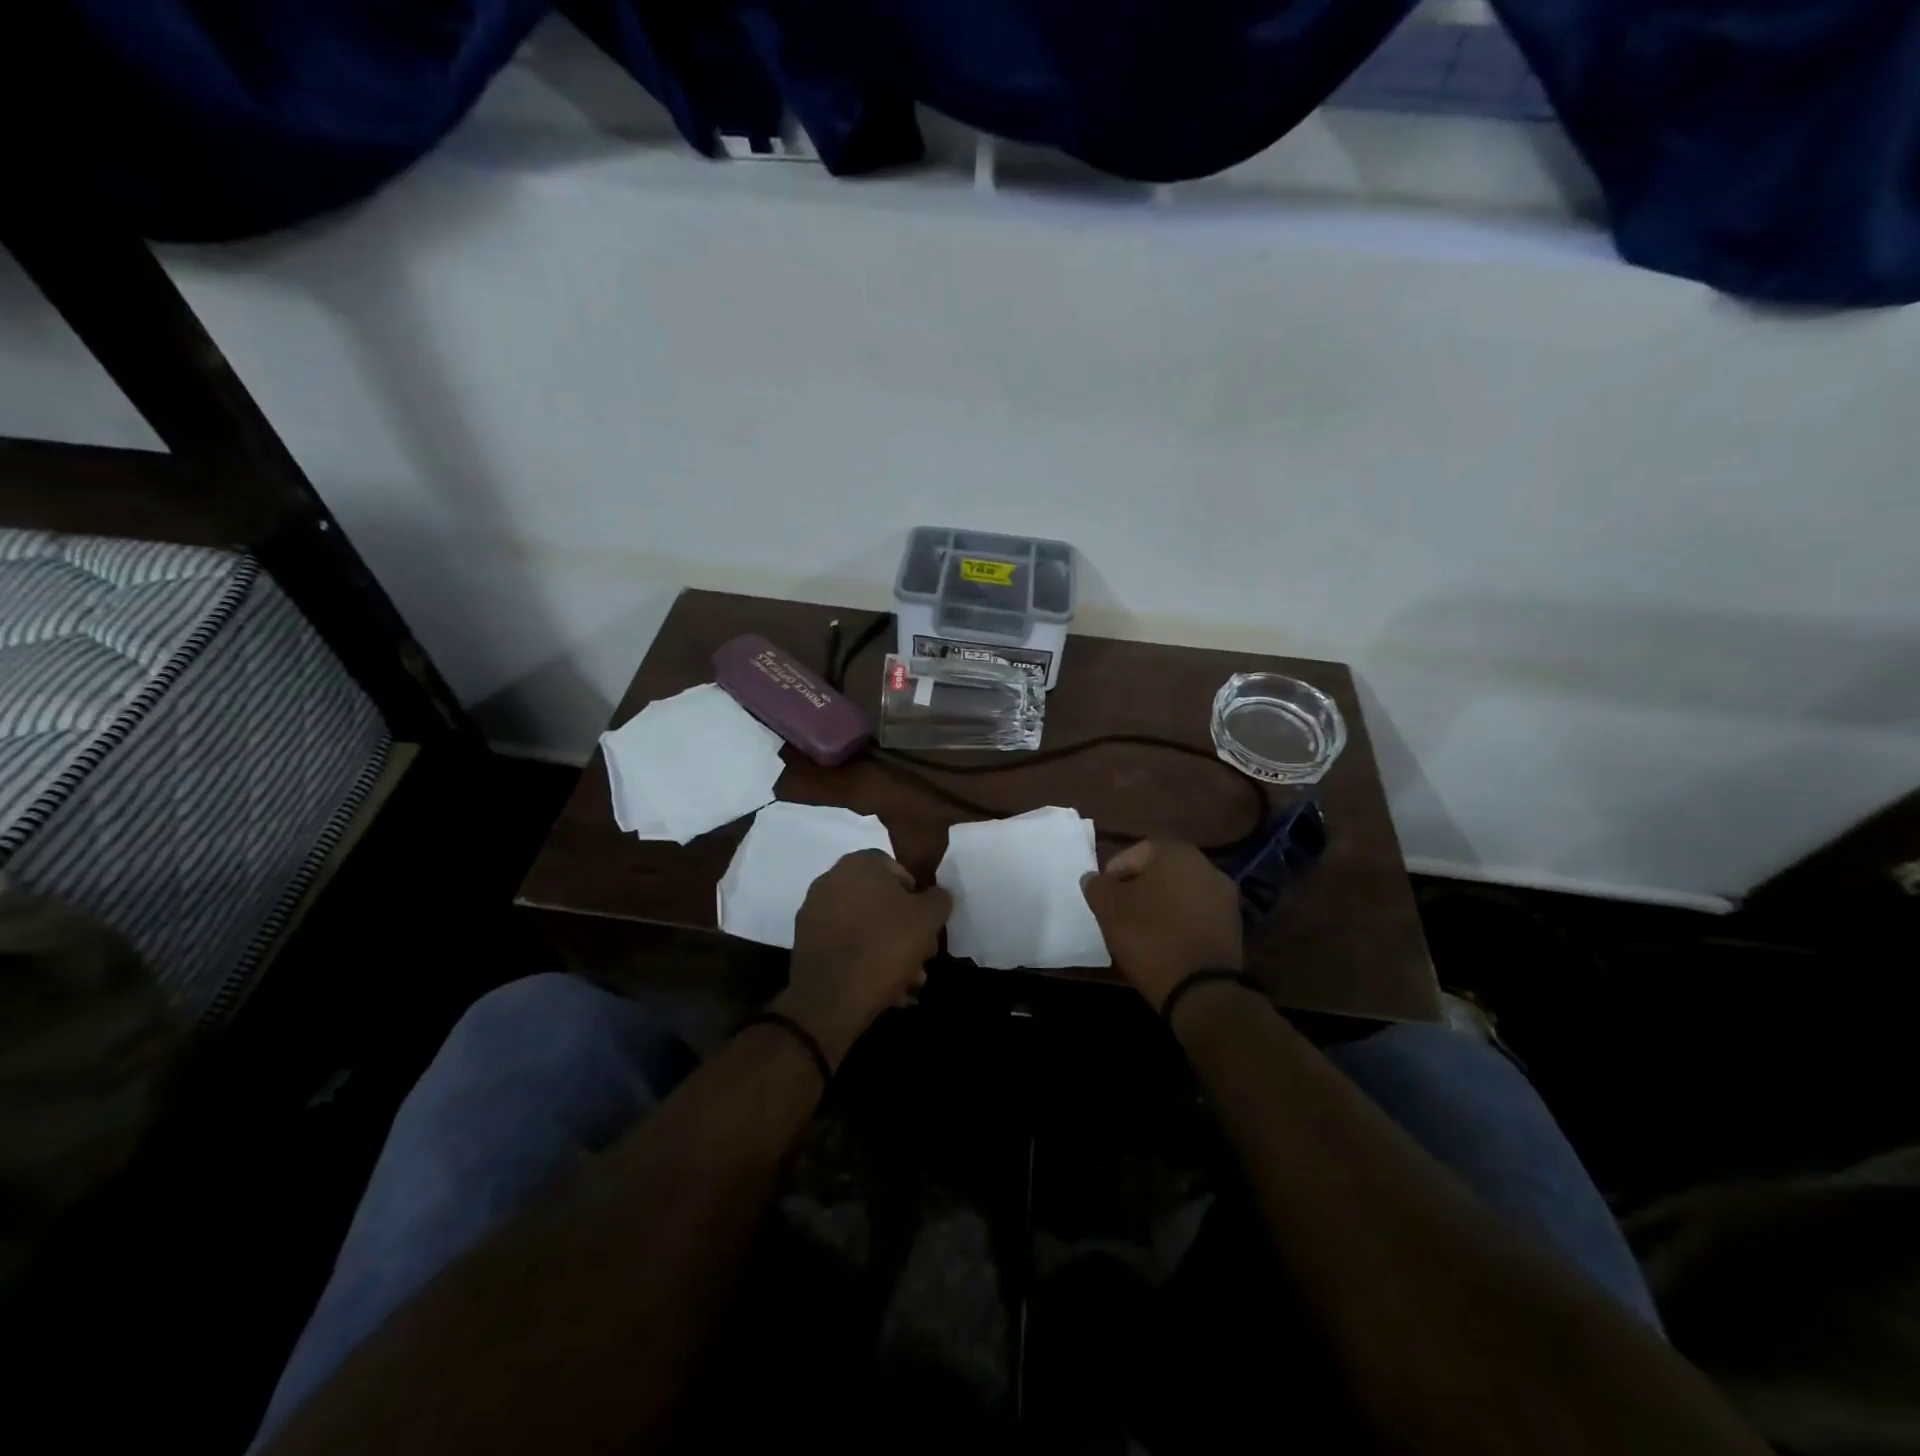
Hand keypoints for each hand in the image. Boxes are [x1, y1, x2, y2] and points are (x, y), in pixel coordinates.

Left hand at [775, 849, 952, 1066]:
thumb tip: (935, 896)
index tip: (928, 927)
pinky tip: (885, 990)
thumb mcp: (929, 918)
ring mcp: (815, 911)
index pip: (899, 871)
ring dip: (889, 951)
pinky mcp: (805, 943)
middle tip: (922, 958)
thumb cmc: (885, 945)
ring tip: (909, 983)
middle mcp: (832, 880)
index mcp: (860, 864)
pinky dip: (865, 962)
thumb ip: (938, 899)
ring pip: (865, 927)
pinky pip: (845, 946)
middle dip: (905, 931)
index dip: (918, 899)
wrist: (831, 998)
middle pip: (881, 902)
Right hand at [1081, 840, 1242, 1011]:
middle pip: (1160, 870)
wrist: (1201, 989)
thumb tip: (1095, 879)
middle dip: (1139, 888)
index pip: (1136, 851)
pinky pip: (1197, 913)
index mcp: (1175, 852)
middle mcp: (1205, 865)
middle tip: (1120, 912)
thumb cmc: (1150, 937)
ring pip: (1180, 892)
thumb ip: (1097, 886)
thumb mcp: (1108, 909)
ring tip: (1143, 930)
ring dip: (1161, 905)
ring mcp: (1225, 895)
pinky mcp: (1234, 924)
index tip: (1105, 898)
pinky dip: (1181, 921)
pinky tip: (1167, 943)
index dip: (1115, 873)